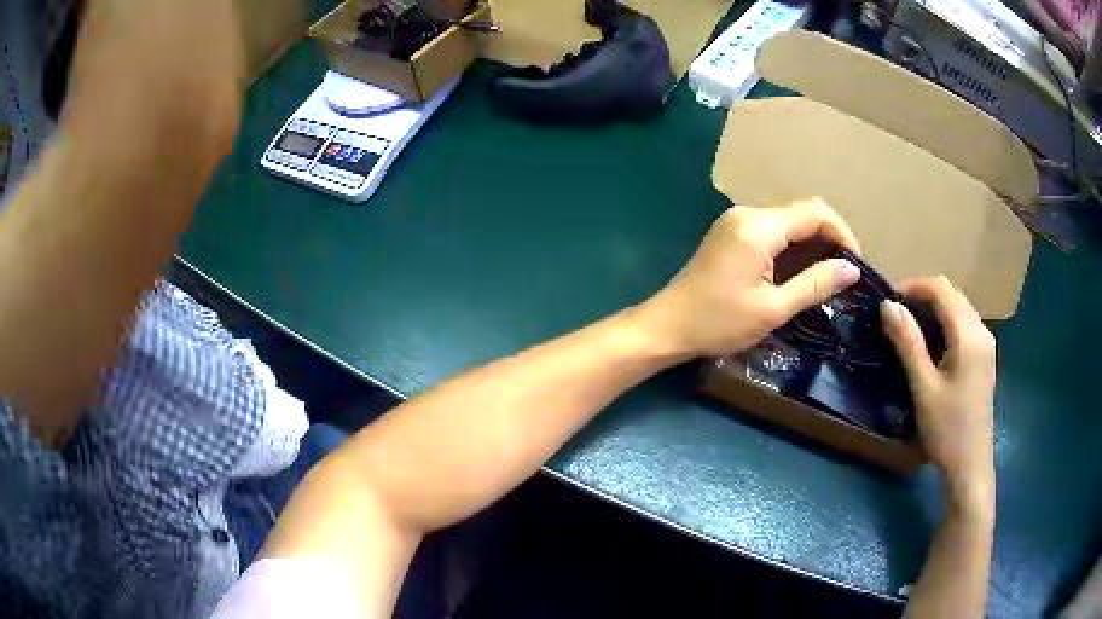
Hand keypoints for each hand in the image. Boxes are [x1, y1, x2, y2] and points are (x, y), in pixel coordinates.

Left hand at [639, 198, 861, 358]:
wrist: (668, 325)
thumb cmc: (719, 322)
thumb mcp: (774, 308)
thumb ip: (815, 284)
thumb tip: (852, 269)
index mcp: (759, 227)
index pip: (815, 213)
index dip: (842, 234)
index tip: (856, 264)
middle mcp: (748, 214)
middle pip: (802, 212)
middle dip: (829, 237)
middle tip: (845, 272)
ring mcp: (736, 221)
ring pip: (788, 221)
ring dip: (812, 242)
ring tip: (828, 275)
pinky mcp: (731, 233)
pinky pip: (772, 229)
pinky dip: (792, 246)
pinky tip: (801, 270)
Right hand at [880, 277, 996, 512]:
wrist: (970, 465)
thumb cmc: (946, 429)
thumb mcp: (924, 388)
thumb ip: (909, 343)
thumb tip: (888, 305)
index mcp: (968, 335)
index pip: (941, 290)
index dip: (913, 286)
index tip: (887, 298)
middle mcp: (981, 330)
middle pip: (952, 294)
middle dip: (923, 294)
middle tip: (895, 312)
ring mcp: (986, 343)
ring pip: (959, 307)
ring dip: (934, 307)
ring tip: (909, 324)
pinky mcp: (985, 356)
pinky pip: (964, 323)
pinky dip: (945, 321)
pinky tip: (931, 341)